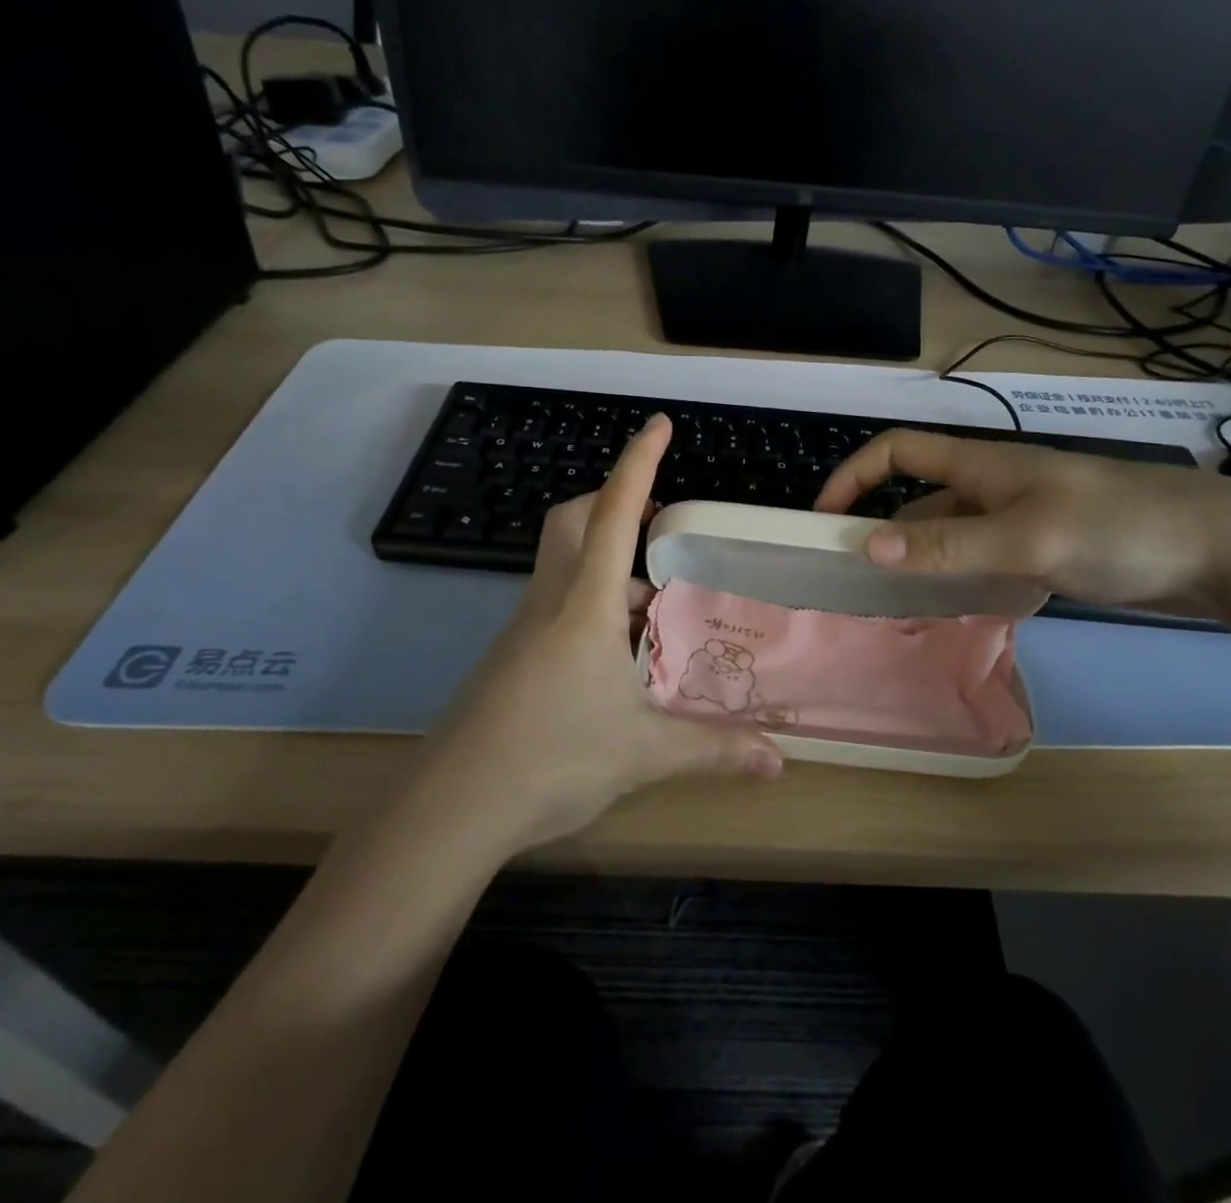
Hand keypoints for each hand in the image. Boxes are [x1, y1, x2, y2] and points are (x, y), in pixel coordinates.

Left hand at [426, 414, 782, 854]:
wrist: (452, 806)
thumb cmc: (552, 759)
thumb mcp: (644, 753)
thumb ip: (713, 750)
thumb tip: (778, 762)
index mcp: (585, 604)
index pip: (615, 513)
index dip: (638, 463)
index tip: (658, 424)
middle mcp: (550, 601)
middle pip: (574, 519)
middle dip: (615, 502)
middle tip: (661, 527)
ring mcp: (524, 627)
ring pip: (564, 562)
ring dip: (608, 560)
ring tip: (655, 602)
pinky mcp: (512, 655)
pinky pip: (556, 602)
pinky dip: (592, 601)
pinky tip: (618, 651)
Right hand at [815, 429, 1230, 617]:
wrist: (1219, 550)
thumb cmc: (1119, 528)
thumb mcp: (1028, 537)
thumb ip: (949, 544)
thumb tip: (867, 546)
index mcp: (981, 467)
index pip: (897, 452)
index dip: (854, 476)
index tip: (823, 519)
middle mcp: (990, 488)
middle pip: (916, 502)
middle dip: (880, 532)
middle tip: (854, 583)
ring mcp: (1018, 520)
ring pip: (948, 536)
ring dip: (918, 562)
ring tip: (892, 607)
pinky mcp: (1042, 550)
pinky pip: (980, 560)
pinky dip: (957, 580)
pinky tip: (953, 611)